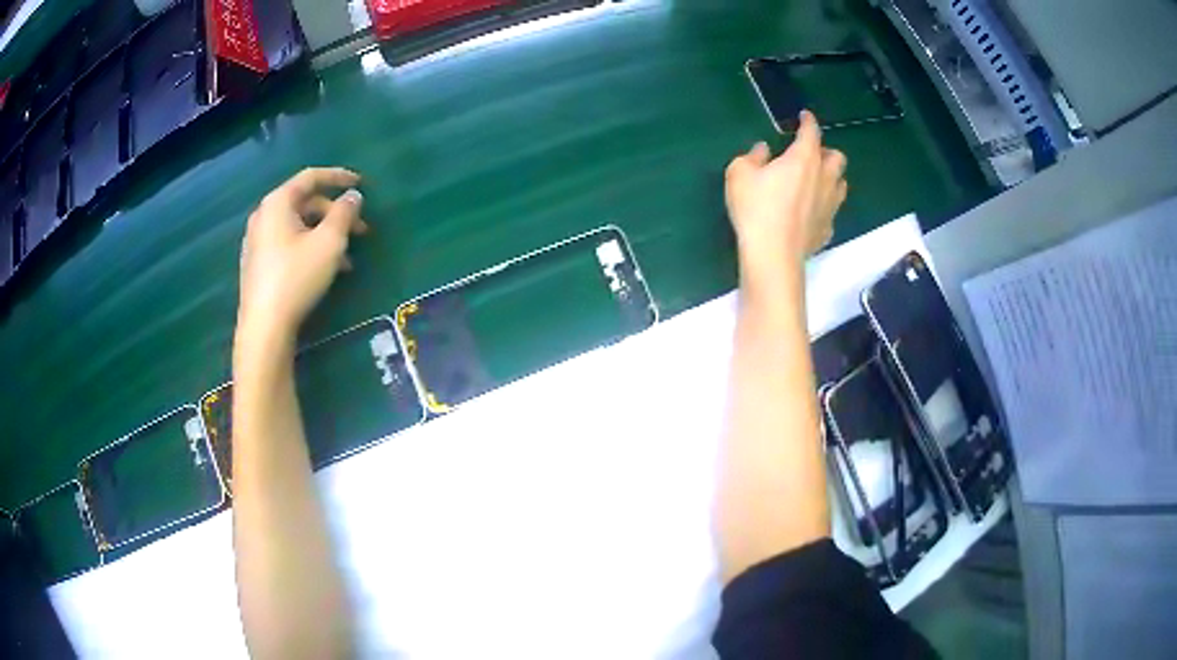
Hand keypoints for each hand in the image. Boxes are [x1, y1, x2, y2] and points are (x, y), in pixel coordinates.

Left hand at [237, 167, 367, 349]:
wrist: (264, 327)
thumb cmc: (296, 277)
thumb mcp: (329, 242)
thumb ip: (344, 213)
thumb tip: (353, 196)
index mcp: (277, 202)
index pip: (311, 177)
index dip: (338, 177)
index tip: (361, 183)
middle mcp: (263, 216)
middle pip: (304, 203)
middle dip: (335, 214)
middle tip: (360, 230)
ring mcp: (257, 241)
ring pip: (298, 227)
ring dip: (325, 235)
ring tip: (347, 259)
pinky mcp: (257, 264)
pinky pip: (288, 244)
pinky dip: (309, 248)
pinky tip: (325, 270)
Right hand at [725, 111, 846, 288]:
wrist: (774, 254)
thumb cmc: (756, 208)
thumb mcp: (739, 174)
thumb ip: (752, 157)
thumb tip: (762, 150)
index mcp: (804, 158)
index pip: (812, 132)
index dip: (809, 121)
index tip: (805, 116)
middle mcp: (824, 178)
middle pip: (837, 158)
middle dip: (826, 152)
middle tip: (810, 154)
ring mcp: (830, 205)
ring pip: (841, 184)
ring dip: (831, 178)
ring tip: (816, 181)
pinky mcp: (828, 229)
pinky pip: (831, 211)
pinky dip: (824, 206)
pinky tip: (811, 211)